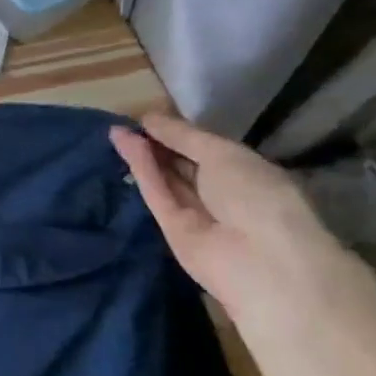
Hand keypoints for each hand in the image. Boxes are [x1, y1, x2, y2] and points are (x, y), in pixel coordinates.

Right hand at [109, 112, 364, 326]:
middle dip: (158, 143)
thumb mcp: (223, 154)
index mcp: (245, 172)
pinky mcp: (170, 228)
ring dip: (144, 154)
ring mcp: (195, 212)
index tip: (150, 116)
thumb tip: (148, 118)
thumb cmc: (257, 195)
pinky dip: (141, 169)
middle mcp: (220, 191)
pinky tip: (124, 145)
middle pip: (182, 164)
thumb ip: (182, 136)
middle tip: (128, 122)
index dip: (179, 132)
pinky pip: (156, 193)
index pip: (206, 148)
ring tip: (116, 130)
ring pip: (165, 178)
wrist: (259, 258)